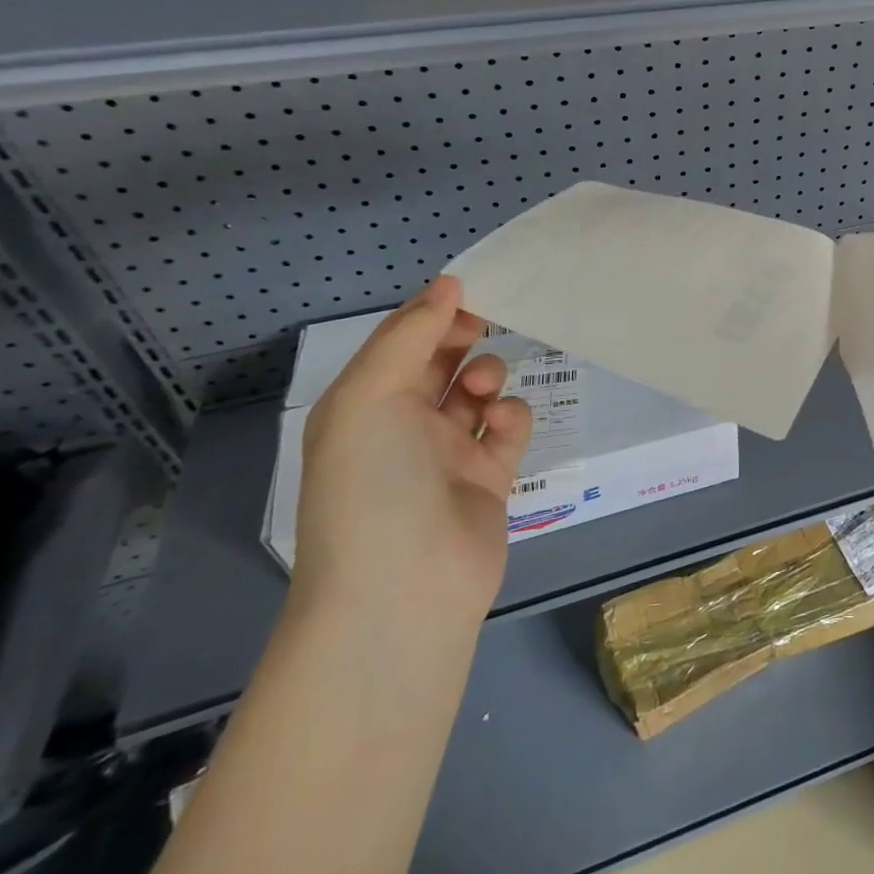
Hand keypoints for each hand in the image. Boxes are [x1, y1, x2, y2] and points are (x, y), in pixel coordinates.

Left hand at [296, 277, 531, 628]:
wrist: (404, 587)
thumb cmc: (373, 482)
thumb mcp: (371, 396)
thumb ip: (410, 335)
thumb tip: (447, 285)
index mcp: (363, 405)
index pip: (399, 343)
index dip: (431, 312)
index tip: (469, 289)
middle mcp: (402, 426)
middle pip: (439, 363)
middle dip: (462, 338)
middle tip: (489, 320)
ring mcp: (447, 454)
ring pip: (477, 392)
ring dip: (487, 375)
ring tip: (486, 387)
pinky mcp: (489, 477)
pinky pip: (506, 430)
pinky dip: (510, 417)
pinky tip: (503, 424)